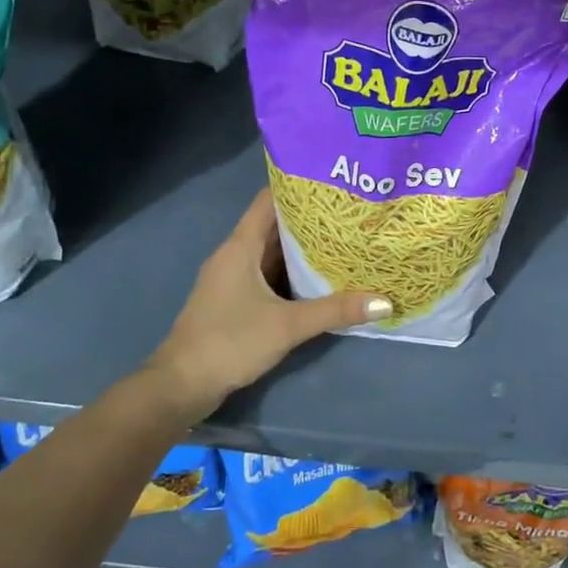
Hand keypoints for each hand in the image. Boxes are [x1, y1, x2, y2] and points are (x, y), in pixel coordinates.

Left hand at [143, 187, 389, 424]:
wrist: (182, 386)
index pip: (269, 200)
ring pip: (272, 253)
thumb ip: (335, 311)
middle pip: (274, 225)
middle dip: (310, 219)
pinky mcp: (235, 301)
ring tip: (344, 238)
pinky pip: (269, 275)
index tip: (333, 182)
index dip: (298, 187)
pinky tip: (321, 277)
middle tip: (350, 212)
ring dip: (302, 247)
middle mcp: (235, 255)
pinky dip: (293, 272)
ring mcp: (233, 279)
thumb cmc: (230, 342)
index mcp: (240, 247)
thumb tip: (385, 301)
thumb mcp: (288, 325)